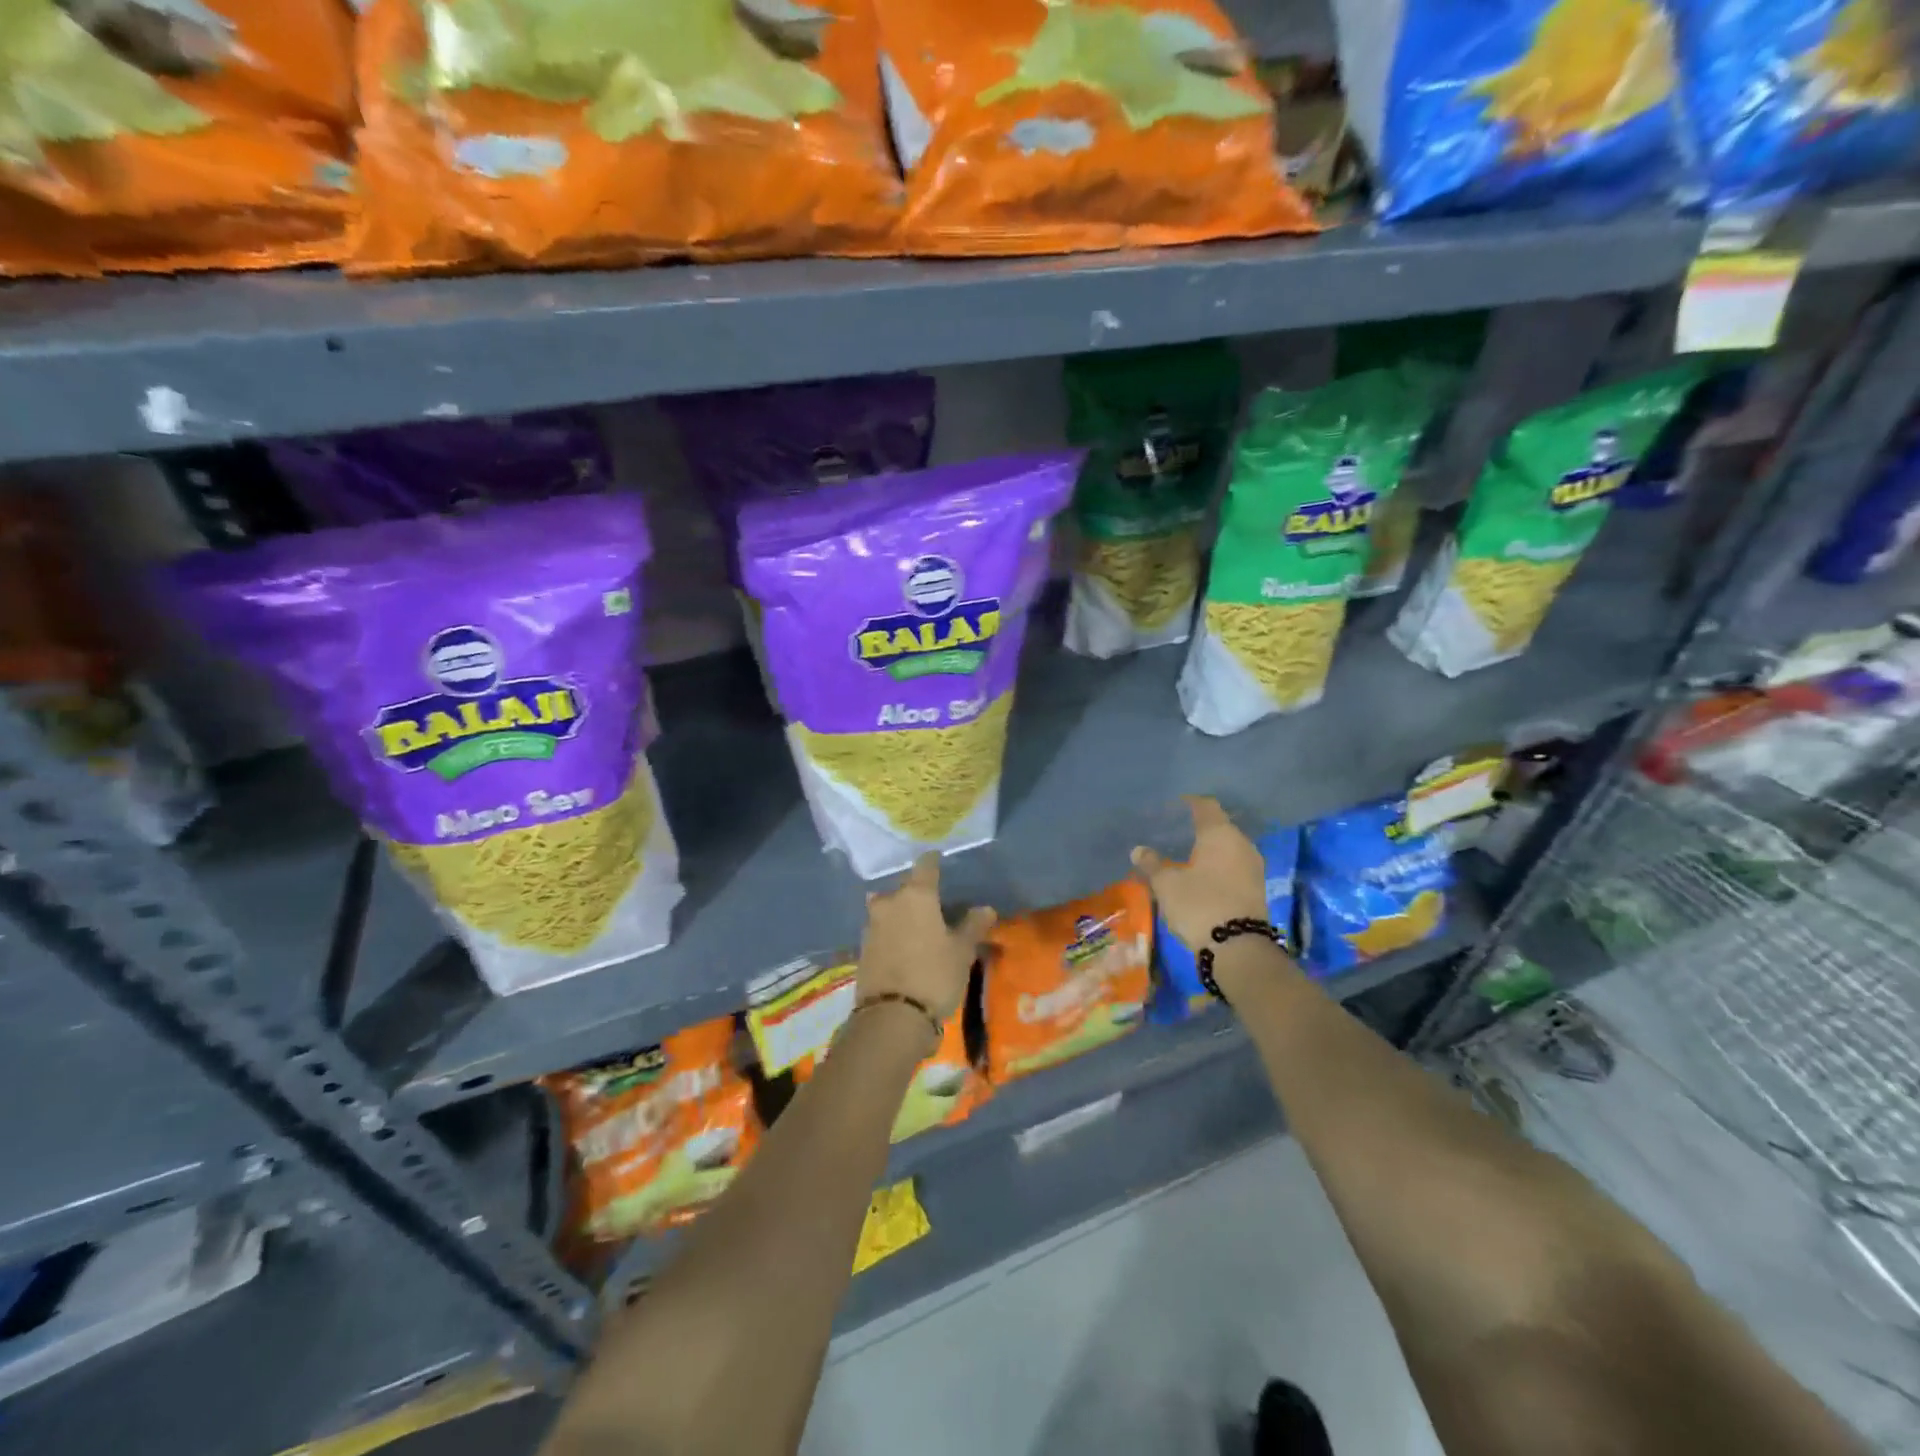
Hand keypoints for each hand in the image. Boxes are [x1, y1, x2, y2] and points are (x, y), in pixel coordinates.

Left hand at [857, 854, 996, 1022]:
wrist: (891, 1017)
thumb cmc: (934, 975)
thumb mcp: (962, 952)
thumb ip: (972, 926)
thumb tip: (985, 909)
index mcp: (916, 895)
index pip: (925, 866)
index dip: (933, 861)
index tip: (938, 859)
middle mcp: (890, 902)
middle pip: (903, 889)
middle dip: (916, 893)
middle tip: (932, 903)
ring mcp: (872, 925)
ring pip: (888, 909)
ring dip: (901, 914)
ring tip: (918, 926)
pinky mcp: (862, 949)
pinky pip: (881, 931)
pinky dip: (892, 933)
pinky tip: (903, 946)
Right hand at [1131, 796, 1268, 950]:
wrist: (1239, 948)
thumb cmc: (1199, 904)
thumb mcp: (1167, 884)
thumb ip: (1152, 864)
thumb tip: (1138, 850)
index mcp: (1220, 834)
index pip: (1206, 806)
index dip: (1190, 803)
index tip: (1175, 805)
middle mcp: (1241, 844)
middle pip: (1220, 826)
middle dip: (1200, 828)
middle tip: (1177, 832)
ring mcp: (1253, 866)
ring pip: (1229, 847)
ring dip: (1211, 849)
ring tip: (1188, 856)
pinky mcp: (1257, 887)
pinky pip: (1235, 866)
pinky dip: (1219, 865)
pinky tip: (1203, 875)